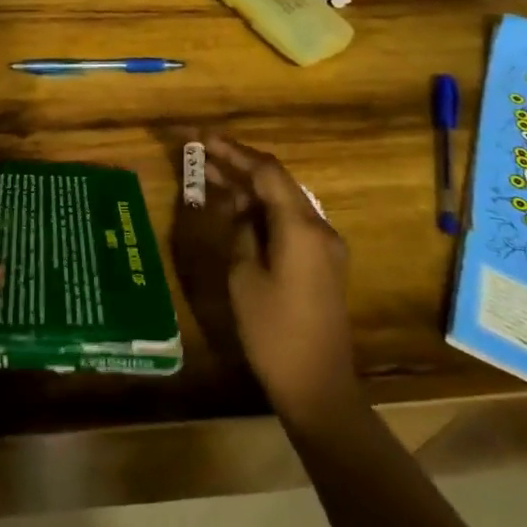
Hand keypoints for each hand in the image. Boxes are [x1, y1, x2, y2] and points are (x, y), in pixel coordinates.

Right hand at [191, 136, 357, 430]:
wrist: (317, 387)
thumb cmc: (273, 332)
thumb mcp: (244, 278)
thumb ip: (241, 233)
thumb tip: (239, 209)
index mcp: (301, 227)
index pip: (266, 172)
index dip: (234, 152)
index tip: (203, 139)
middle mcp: (319, 228)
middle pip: (277, 182)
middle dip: (239, 166)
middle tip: (201, 155)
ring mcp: (325, 246)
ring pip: (283, 201)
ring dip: (250, 188)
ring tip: (211, 177)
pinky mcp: (323, 263)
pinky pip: (291, 223)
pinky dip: (263, 211)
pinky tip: (238, 211)